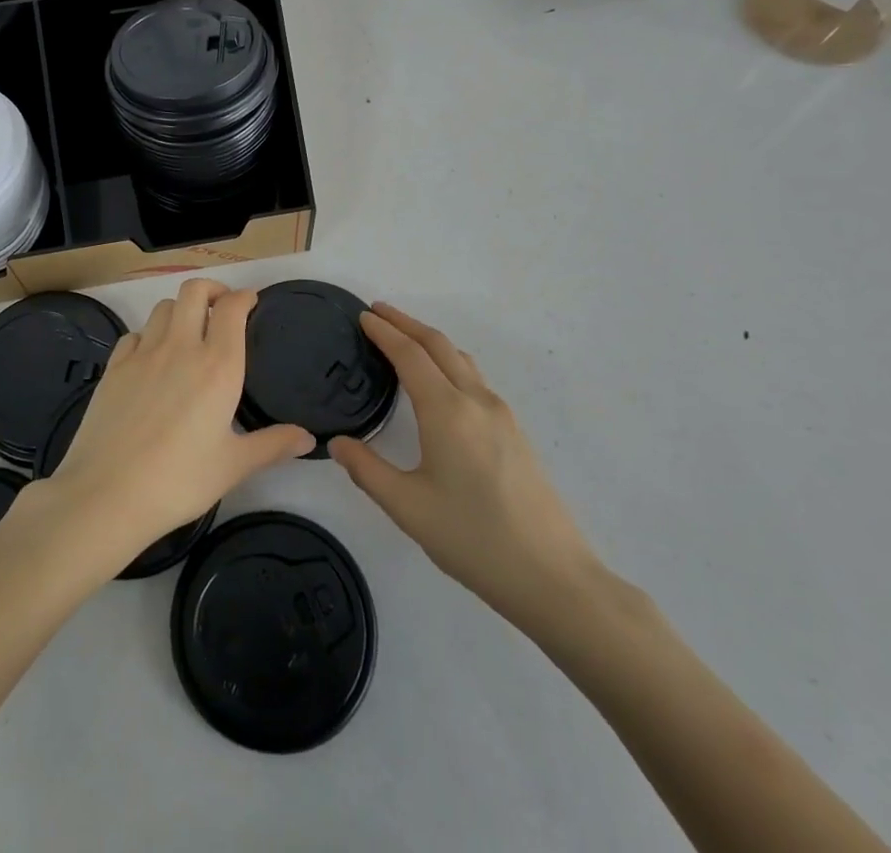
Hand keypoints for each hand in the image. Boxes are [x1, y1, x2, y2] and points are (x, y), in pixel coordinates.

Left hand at [42, 278, 313, 567]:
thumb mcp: (233, 466)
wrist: (107, 494)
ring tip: (188, 330)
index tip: (252, 303)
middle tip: (222, 307)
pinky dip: (148, 334)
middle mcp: (181, 347)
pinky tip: (151, 357)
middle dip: (212, 289)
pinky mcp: (114, 367)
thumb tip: (308, 438)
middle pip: (194, 291)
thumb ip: (272, 445)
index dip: (244, 297)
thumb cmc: (179, 480)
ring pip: (163, 307)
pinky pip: (135, 333)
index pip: (232, 308)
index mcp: (217, 366)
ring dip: (180, 309)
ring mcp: (143, 353)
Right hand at [329, 303, 606, 642]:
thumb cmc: (473, 539)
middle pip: (438, 345)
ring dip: (429, 341)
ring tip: (404, 339)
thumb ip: (367, 470)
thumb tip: (337, 443)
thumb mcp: (407, 507)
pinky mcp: (514, 432)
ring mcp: (501, 415)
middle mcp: (476, 401)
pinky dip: (448, 362)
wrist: (553, 577)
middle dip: (406, 323)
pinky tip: (440, 383)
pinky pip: (474, 378)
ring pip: (460, 359)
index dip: (384, 332)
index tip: (362, 316)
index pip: (409, 355)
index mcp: (447, 411)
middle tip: (377, 313)